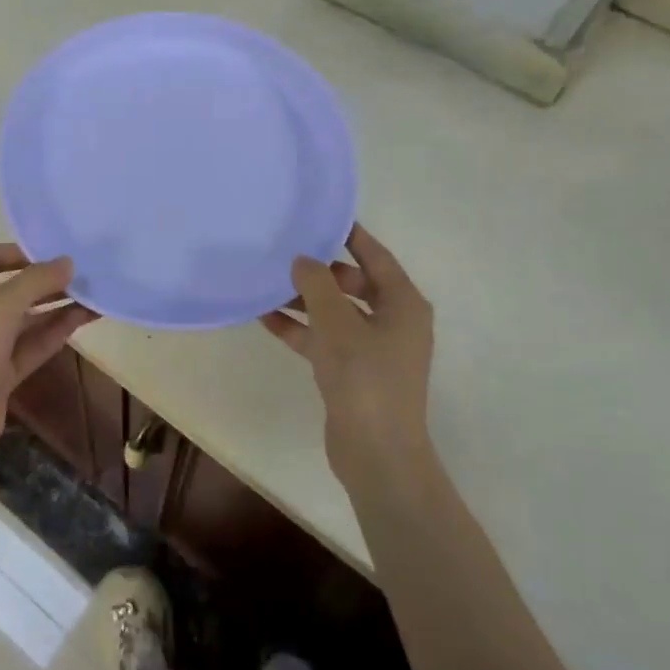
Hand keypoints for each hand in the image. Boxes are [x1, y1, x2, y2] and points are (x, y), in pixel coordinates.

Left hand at [0, 244, 97, 481]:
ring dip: (56, 305)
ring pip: (26, 319)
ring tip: (95, 294)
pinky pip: (33, 346)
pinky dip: (56, 332)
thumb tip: (67, 262)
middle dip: (45, 280)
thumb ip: (33, 282)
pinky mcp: (2, 376)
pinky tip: (83, 319)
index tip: (54, 251)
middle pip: (11, 288)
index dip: (17, 251)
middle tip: (84, 272)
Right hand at [260, 223, 434, 486]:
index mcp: (403, 304)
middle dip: (320, 270)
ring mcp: (373, 349)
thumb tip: (303, 259)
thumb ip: (318, 286)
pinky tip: (265, 318)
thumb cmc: (366, 379)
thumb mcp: (338, 325)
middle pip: (354, 283)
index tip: (320, 216)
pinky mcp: (352, 372)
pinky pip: (324, 339)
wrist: (376, 453)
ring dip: (305, 300)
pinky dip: (300, 329)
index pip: (376, 256)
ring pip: (335, 312)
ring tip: (267, 282)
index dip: (351, 235)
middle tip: (284, 252)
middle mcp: (393, 321)